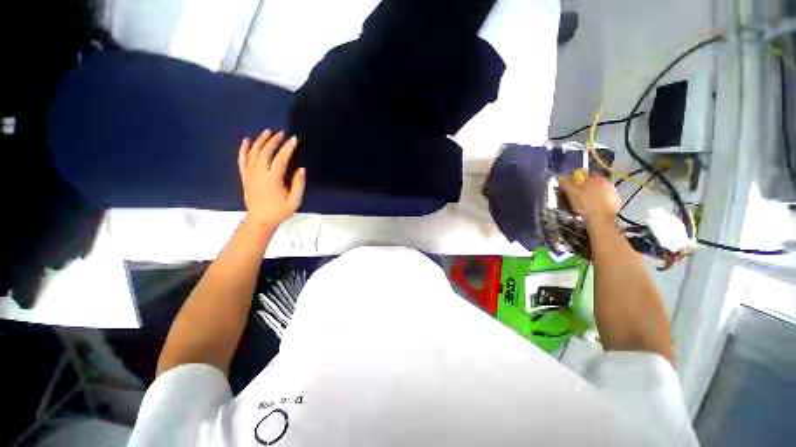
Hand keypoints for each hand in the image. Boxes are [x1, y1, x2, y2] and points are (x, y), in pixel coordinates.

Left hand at [238, 130, 305, 227]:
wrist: (260, 220)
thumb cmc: (280, 211)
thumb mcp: (294, 201)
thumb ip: (298, 184)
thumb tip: (301, 169)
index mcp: (272, 180)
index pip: (280, 159)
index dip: (287, 148)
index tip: (294, 139)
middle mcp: (259, 174)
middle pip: (265, 152)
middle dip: (274, 140)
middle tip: (282, 133)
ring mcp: (249, 174)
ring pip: (253, 153)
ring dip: (260, 141)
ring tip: (267, 132)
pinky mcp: (244, 176)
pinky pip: (242, 159)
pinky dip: (244, 149)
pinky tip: (247, 140)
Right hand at [558, 174, 620, 224]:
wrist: (601, 219)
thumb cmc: (585, 205)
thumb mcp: (571, 193)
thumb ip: (566, 183)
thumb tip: (562, 177)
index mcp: (594, 178)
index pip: (583, 176)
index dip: (575, 182)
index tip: (571, 189)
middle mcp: (606, 182)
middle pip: (592, 183)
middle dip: (585, 188)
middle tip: (578, 197)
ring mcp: (613, 191)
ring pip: (599, 191)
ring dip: (593, 195)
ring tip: (586, 204)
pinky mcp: (617, 201)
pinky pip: (605, 198)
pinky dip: (600, 201)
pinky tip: (594, 208)